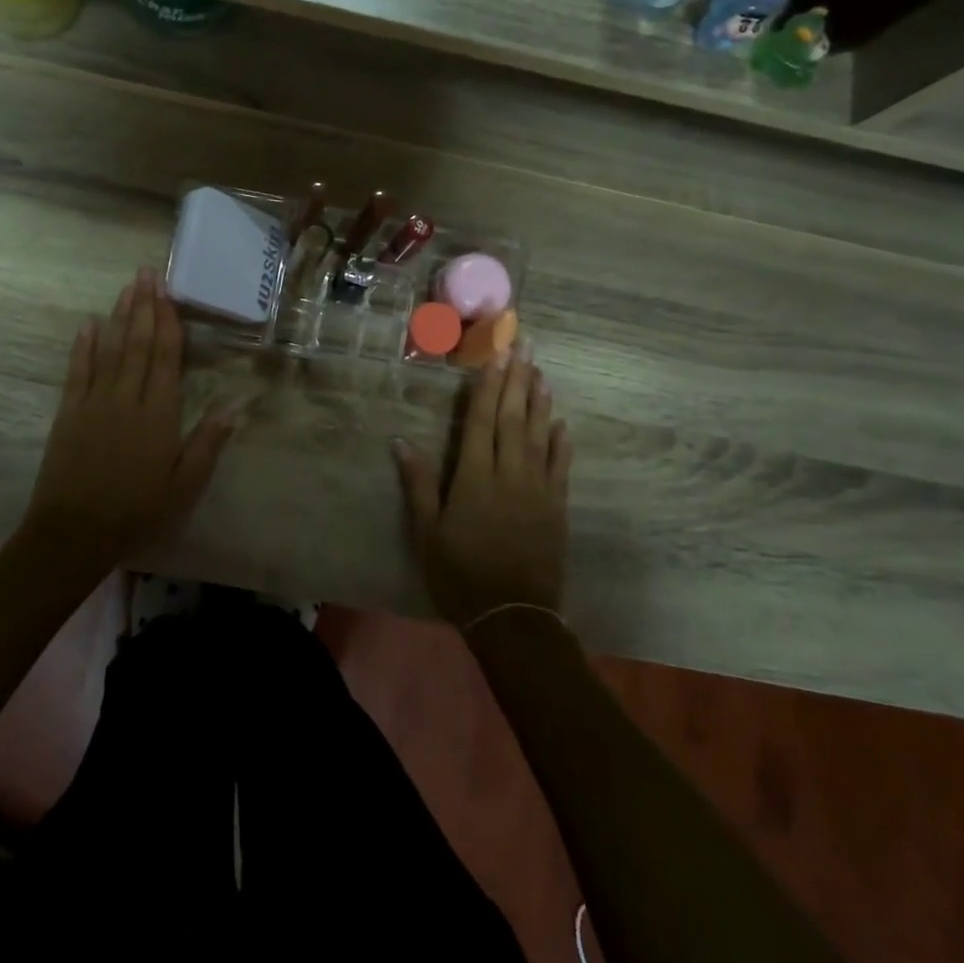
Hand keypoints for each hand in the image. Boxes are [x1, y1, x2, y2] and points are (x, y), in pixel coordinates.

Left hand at [22, 267, 233, 570]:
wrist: (73, 534)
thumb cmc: (136, 513)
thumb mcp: (184, 487)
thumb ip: (207, 445)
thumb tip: (233, 407)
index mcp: (159, 415)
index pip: (165, 358)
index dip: (168, 323)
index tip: (168, 294)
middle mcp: (127, 399)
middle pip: (138, 344)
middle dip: (144, 306)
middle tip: (147, 273)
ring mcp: (94, 403)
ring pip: (110, 350)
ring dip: (119, 317)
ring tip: (127, 287)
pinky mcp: (69, 414)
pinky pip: (78, 371)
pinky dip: (83, 346)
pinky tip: (88, 324)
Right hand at [392, 350, 571, 628]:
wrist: (512, 616)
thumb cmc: (460, 573)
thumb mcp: (427, 532)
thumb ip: (418, 484)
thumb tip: (401, 441)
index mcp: (474, 477)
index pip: (481, 420)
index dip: (488, 385)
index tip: (496, 354)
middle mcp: (509, 474)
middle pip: (513, 418)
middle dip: (517, 379)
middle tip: (525, 345)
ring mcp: (538, 489)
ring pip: (540, 435)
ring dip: (540, 401)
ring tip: (542, 371)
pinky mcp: (556, 507)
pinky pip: (560, 466)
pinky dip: (561, 442)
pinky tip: (562, 423)